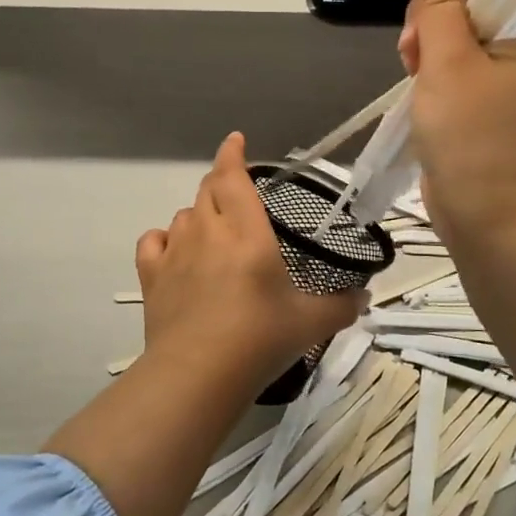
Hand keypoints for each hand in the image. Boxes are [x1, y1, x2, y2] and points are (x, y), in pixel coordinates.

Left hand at [135, 133, 362, 397]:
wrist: (197, 375)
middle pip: (208, 191)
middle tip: (238, 196)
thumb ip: (341, 306)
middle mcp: (208, 232)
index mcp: (247, 233)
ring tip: (215, 233)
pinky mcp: (152, 277)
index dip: (232, 154)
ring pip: (184, 215)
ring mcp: (175, 253)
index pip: (233, 177)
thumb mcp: (311, 324)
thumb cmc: (259, 339)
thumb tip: (364, 298)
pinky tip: (175, 251)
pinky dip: (164, 239)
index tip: (236, 140)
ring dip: (199, 214)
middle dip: (222, 184)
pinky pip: (153, 242)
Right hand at [398, 0, 515, 245]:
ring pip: (462, 26)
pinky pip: (458, 58)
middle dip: (438, 8)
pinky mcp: (488, 97)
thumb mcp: (451, 64)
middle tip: (415, 44)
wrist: (489, 221)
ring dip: (429, 38)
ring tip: (412, 70)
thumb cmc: (476, 141)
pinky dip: (433, 63)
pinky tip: (416, 82)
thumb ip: (440, 1)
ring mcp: (512, 73)